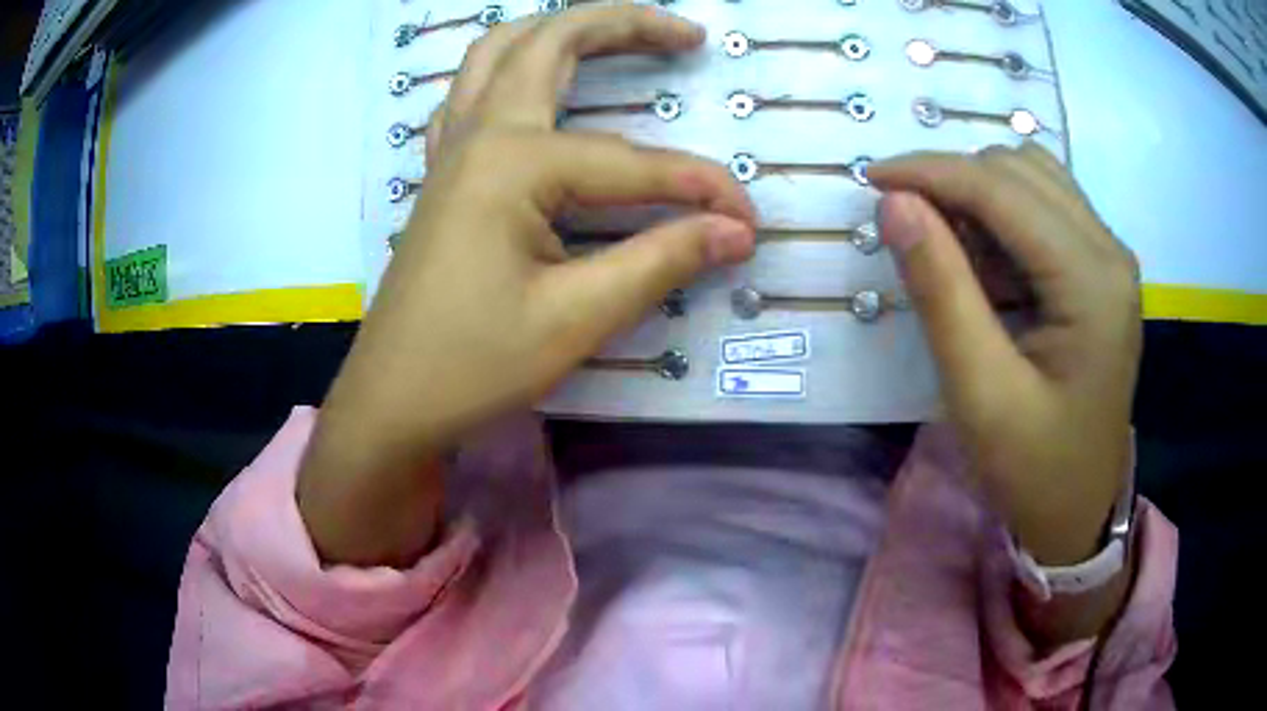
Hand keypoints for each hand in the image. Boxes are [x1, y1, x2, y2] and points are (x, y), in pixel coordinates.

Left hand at [297, 6, 757, 565]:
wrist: (391, 401)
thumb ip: (660, 262)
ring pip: (497, 52)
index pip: (635, 165)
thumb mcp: (576, 318)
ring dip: (558, 30)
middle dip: (623, 24)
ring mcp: (451, 149)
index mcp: (511, 163)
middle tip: (685, 34)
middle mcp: (478, 135)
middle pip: (549, 43)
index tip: (749, 223)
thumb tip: (734, 232)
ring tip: (613, 34)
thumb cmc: (472, 365)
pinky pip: (471, 92)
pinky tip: (536, 86)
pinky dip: (510, 68)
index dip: (700, 192)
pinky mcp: (442, 173)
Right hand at [871, 145, 1141, 566]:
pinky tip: (983, 261)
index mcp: (1092, 283)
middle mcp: (1109, 252)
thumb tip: (895, 203)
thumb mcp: (980, 394)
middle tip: (906, 222)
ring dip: (978, 192)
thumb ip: (941, 292)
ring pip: (1033, 177)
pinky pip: (1045, 207)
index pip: (1003, 190)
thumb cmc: (1033, 469)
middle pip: (1020, 170)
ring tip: (945, 243)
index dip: (932, 172)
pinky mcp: (1101, 270)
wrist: (1079, 511)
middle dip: (953, 179)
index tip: (870, 179)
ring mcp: (1109, 258)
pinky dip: (1001, 215)